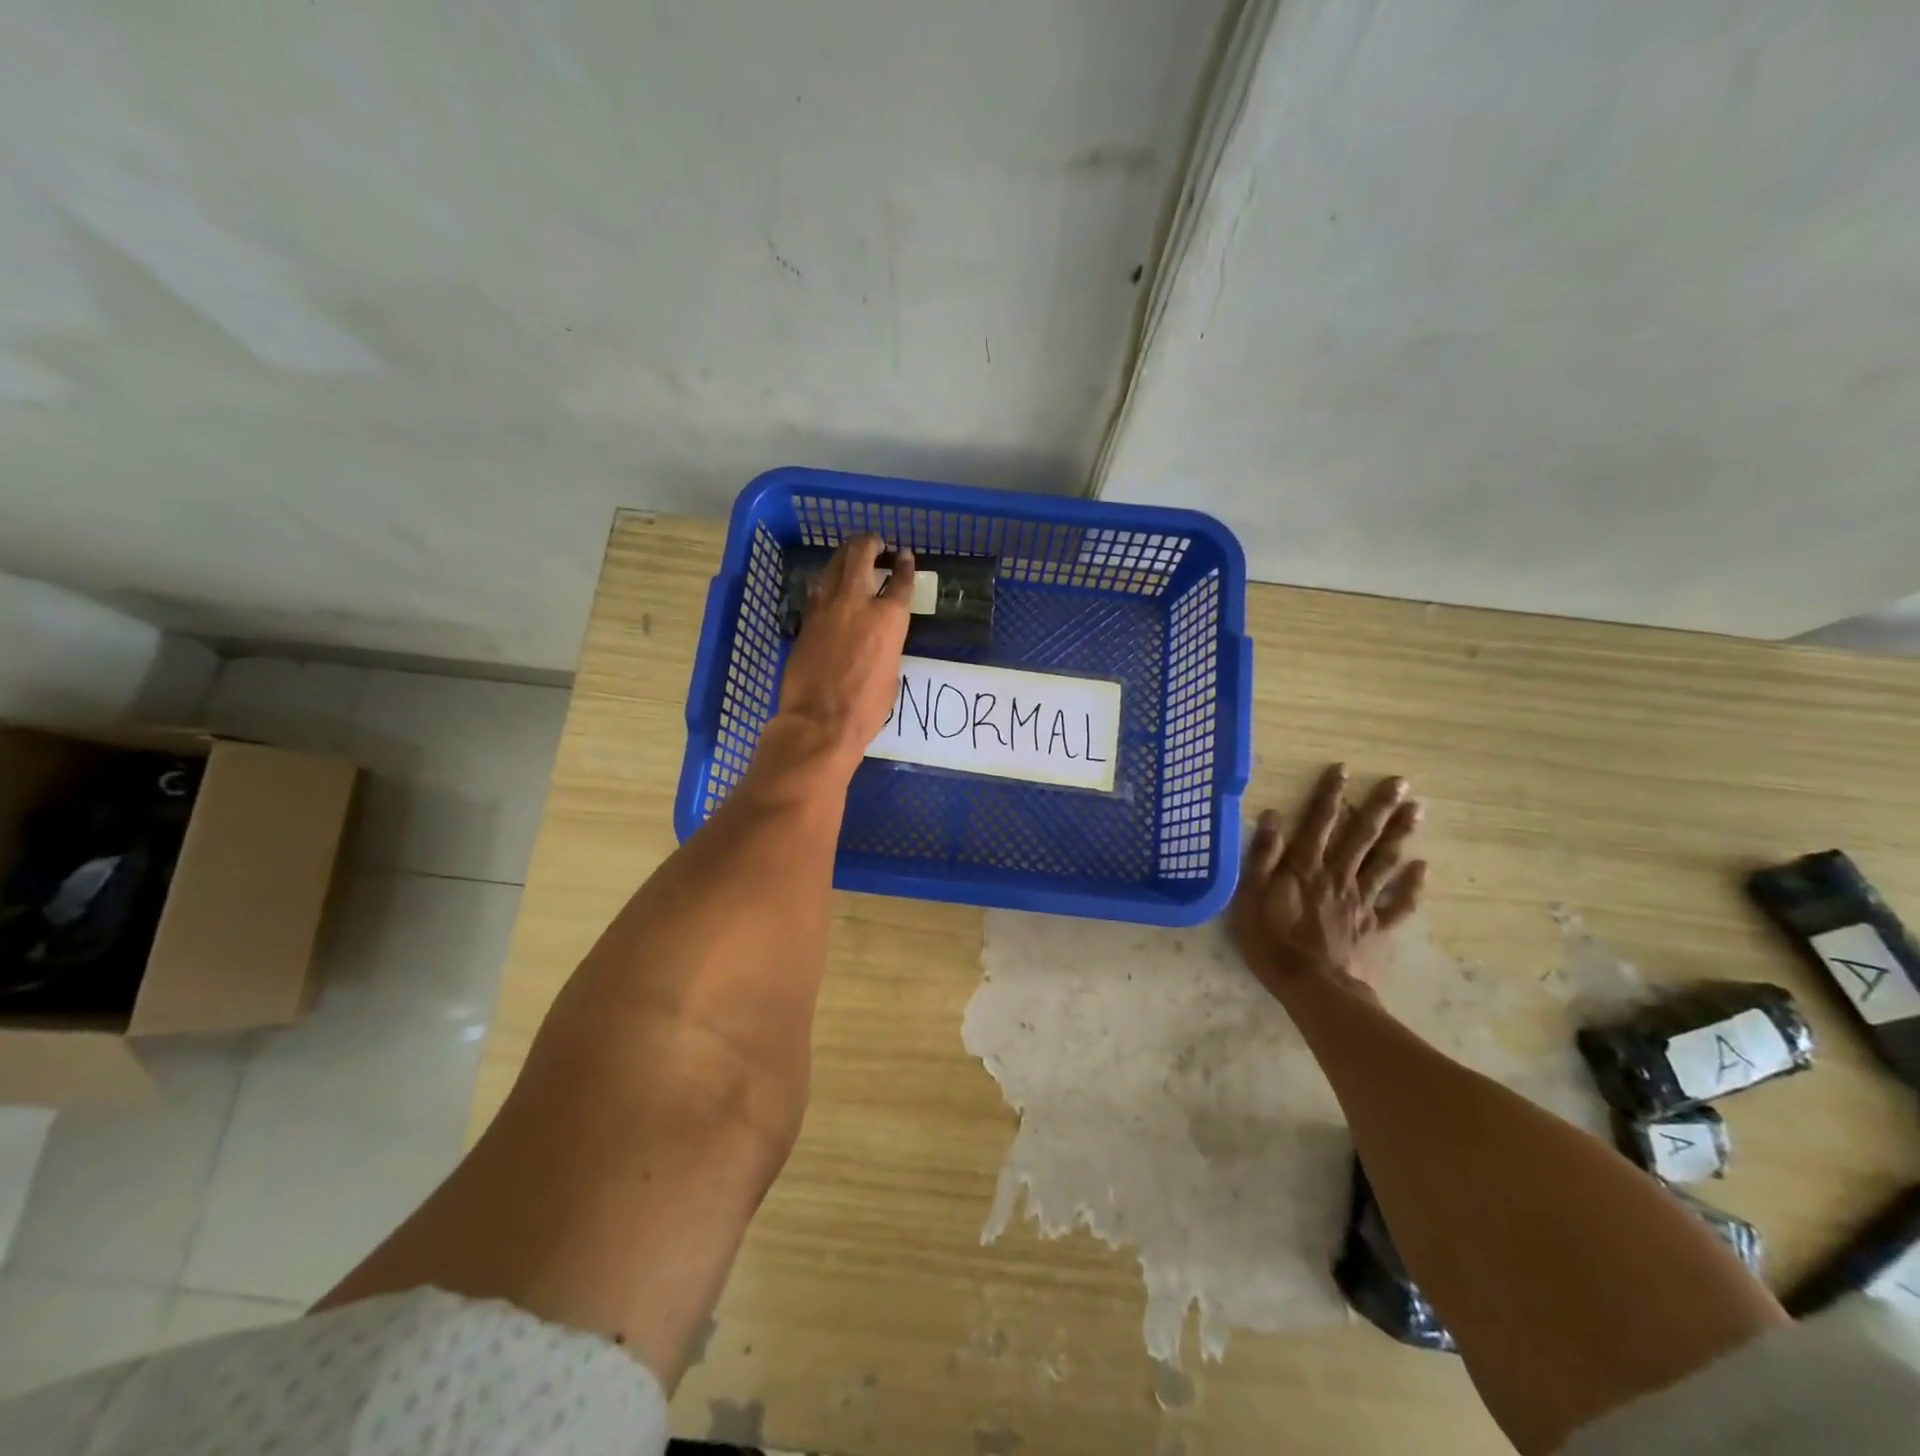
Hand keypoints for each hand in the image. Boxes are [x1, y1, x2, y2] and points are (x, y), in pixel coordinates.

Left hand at [776, 534, 913, 765]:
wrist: (820, 721)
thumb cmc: (865, 708)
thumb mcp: (890, 676)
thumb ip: (887, 649)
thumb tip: (878, 644)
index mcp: (889, 619)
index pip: (901, 581)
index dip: (905, 565)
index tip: (904, 556)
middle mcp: (858, 603)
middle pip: (861, 555)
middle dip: (869, 543)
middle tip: (875, 543)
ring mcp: (827, 608)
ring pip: (834, 565)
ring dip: (845, 556)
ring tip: (851, 556)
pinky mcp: (805, 619)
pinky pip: (816, 589)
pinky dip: (824, 582)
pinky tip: (826, 584)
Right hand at [1229, 764, 1426, 999]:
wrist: (1314, 989)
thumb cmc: (1272, 943)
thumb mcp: (1251, 897)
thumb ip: (1261, 857)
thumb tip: (1272, 817)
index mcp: (1305, 867)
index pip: (1318, 822)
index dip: (1329, 795)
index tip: (1343, 769)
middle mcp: (1338, 876)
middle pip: (1361, 836)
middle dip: (1378, 806)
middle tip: (1401, 782)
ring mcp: (1361, 901)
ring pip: (1384, 861)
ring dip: (1401, 834)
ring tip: (1418, 810)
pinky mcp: (1376, 927)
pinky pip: (1398, 903)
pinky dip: (1412, 886)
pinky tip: (1424, 868)